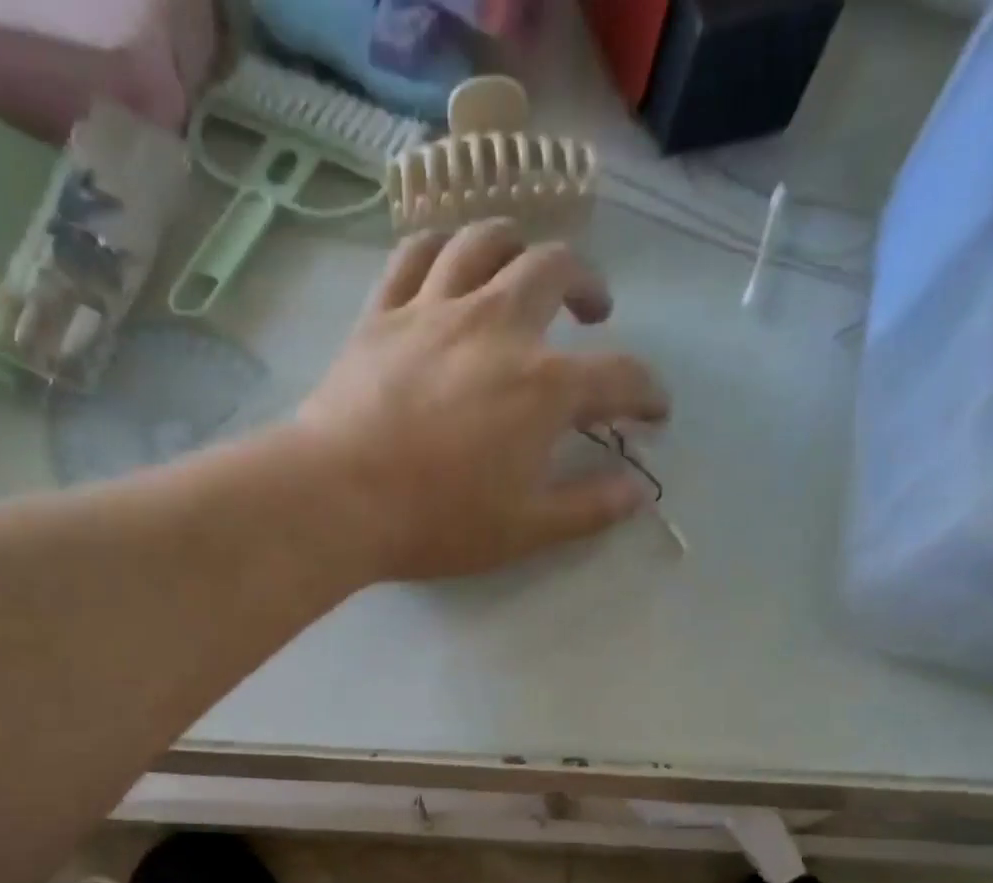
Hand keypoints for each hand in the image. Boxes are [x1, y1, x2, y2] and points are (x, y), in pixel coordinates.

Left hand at [296, 220, 669, 582]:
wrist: (338, 499)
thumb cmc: (436, 522)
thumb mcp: (524, 531)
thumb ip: (587, 509)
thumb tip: (639, 492)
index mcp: (543, 387)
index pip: (619, 377)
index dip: (647, 393)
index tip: (654, 410)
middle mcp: (498, 327)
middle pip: (556, 270)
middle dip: (588, 284)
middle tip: (592, 312)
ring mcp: (435, 310)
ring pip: (485, 241)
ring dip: (517, 246)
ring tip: (523, 269)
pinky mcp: (382, 313)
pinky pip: (414, 254)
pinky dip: (439, 249)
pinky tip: (447, 263)